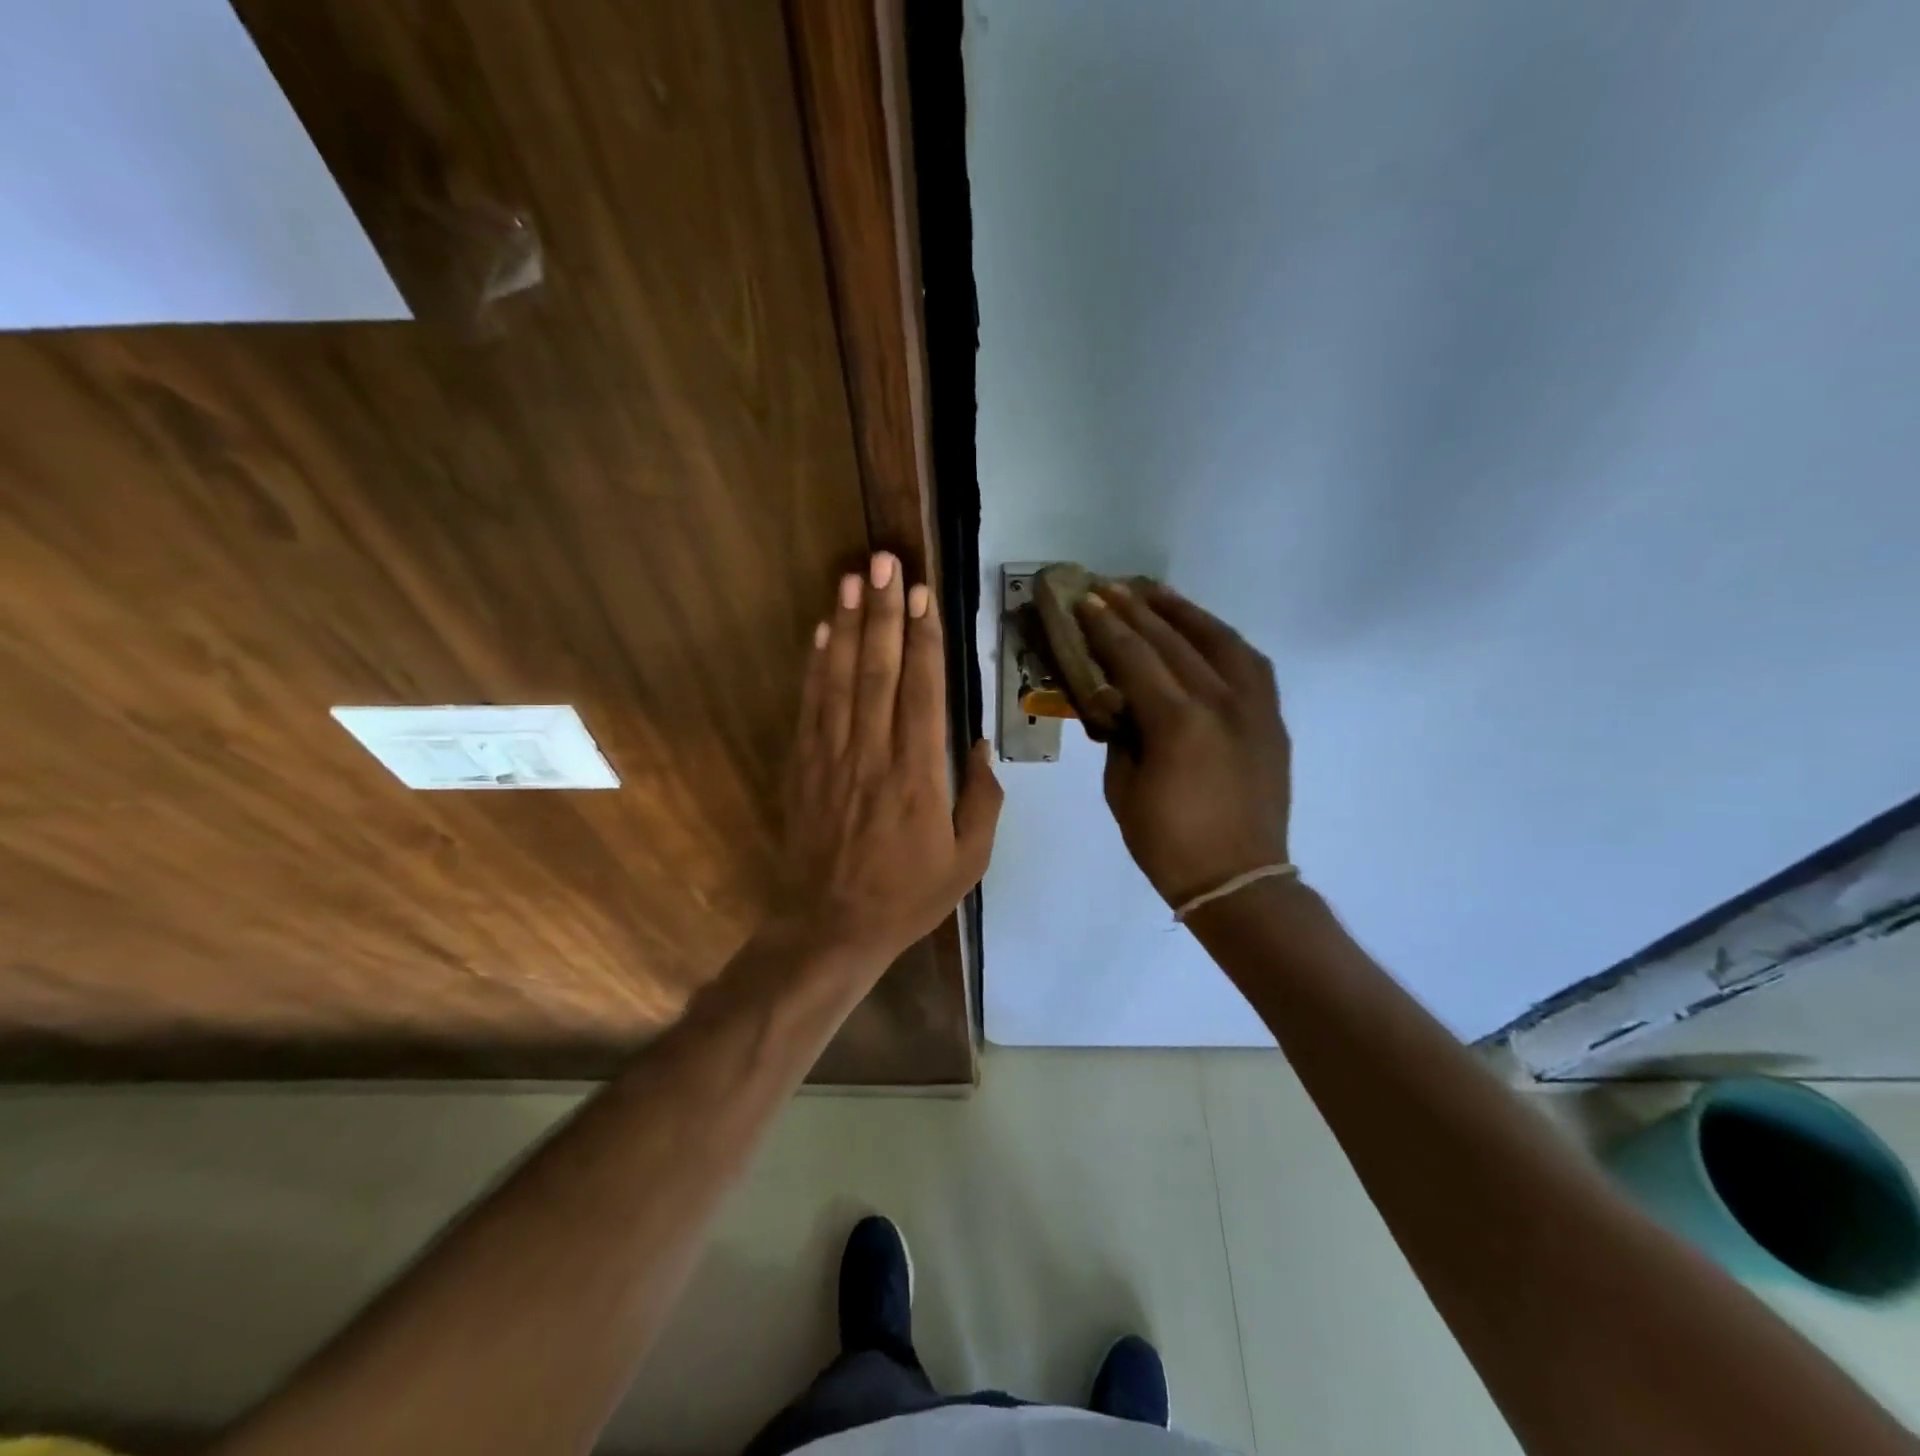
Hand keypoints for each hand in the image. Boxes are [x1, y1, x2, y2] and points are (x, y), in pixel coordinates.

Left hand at [776, 551, 1002, 972]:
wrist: (831, 926)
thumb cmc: (908, 895)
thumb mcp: (969, 861)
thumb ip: (981, 800)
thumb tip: (979, 744)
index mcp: (918, 776)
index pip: (922, 692)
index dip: (923, 639)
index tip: (924, 595)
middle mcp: (873, 755)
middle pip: (878, 671)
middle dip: (883, 612)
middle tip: (886, 562)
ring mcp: (832, 757)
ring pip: (840, 679)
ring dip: (847, 625)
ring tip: (853, 578)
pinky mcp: (803, 766)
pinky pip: (810, 706)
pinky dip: (815, 665)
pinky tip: (821, 631)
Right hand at [1076, 581, 1290, 908]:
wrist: (1238, 880)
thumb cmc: (1167, 843)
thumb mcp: (1122, 788)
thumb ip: (1121, 735)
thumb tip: (1119, 702)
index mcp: (1177, 723)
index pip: (1135, 657)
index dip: (1106, 627)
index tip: (1086, 601)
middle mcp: (1220, 702)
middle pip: (1173, 641)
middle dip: (1137, 609)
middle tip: (1110, 586)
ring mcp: (1253, 708)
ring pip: (1219, 641)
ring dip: (1184, 613)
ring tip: (1156, 593)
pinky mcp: (1271, 720)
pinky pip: (1249, 664)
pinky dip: (1222, 640)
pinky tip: (1204, 632)